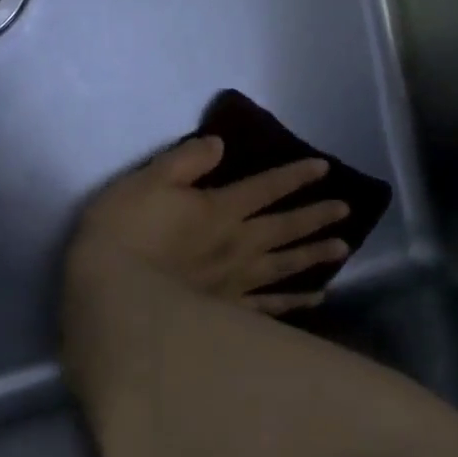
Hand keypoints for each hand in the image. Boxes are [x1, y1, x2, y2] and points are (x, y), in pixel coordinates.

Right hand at [68, 135, 350, 314]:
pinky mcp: (225, 312)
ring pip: (284, 266)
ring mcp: (234, 282)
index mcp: (220, 210)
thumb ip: (187, 160)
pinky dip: (293, 302)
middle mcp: (237, 245)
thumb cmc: (124, 230)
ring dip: (313, 255)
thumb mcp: (148, 180)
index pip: (265, 187)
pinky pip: (268, 307)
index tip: (324, 168)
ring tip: (343, 249)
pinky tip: (315, 299)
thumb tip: (220, 144)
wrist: (111, 292)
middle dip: (315, 215)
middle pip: (284, 227)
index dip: (295, 176)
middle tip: (346, 210)